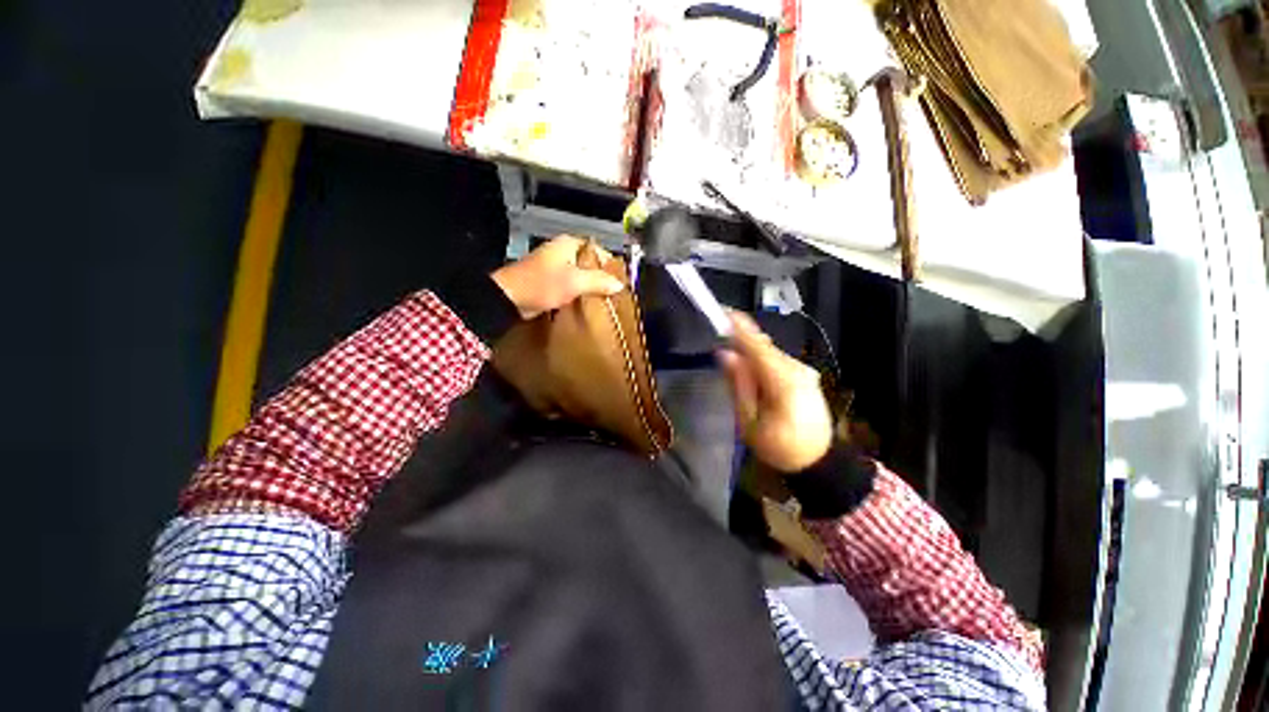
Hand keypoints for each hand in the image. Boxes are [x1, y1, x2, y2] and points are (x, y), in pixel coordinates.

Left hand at [491, 236, 625, 319]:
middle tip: (615, 293)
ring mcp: (555, 267)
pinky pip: (571, 284)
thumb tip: (619, 284)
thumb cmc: (542, 285)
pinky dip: (579, 292)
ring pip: (580, 275)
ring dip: (590, 286)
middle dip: (601, 277)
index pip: (598, 250)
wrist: (509, 299)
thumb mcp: (574, 282)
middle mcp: (562, 252)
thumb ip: (598, 281)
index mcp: (569, 244)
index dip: (610, 264)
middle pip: (589, 263)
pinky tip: (587, 304)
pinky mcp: (549, 281)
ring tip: (605, 300)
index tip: (621, 280)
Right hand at [717, 312, 832, 471]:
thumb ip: (738, 385)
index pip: (757, 345)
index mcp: (783, 382)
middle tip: (719, 335)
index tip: (723, 311)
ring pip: (770, 353)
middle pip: (764, 347)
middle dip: (741, 339)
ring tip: (732, 355)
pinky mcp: (806, 375)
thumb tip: (725, 354)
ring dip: (751, 350)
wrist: (819, 462)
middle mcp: (797, 370)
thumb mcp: (749, 422)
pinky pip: (778, 360)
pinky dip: (762, 359)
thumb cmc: (779, 447)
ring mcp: (804, 372)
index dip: (739, 327)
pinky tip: (751, 369)